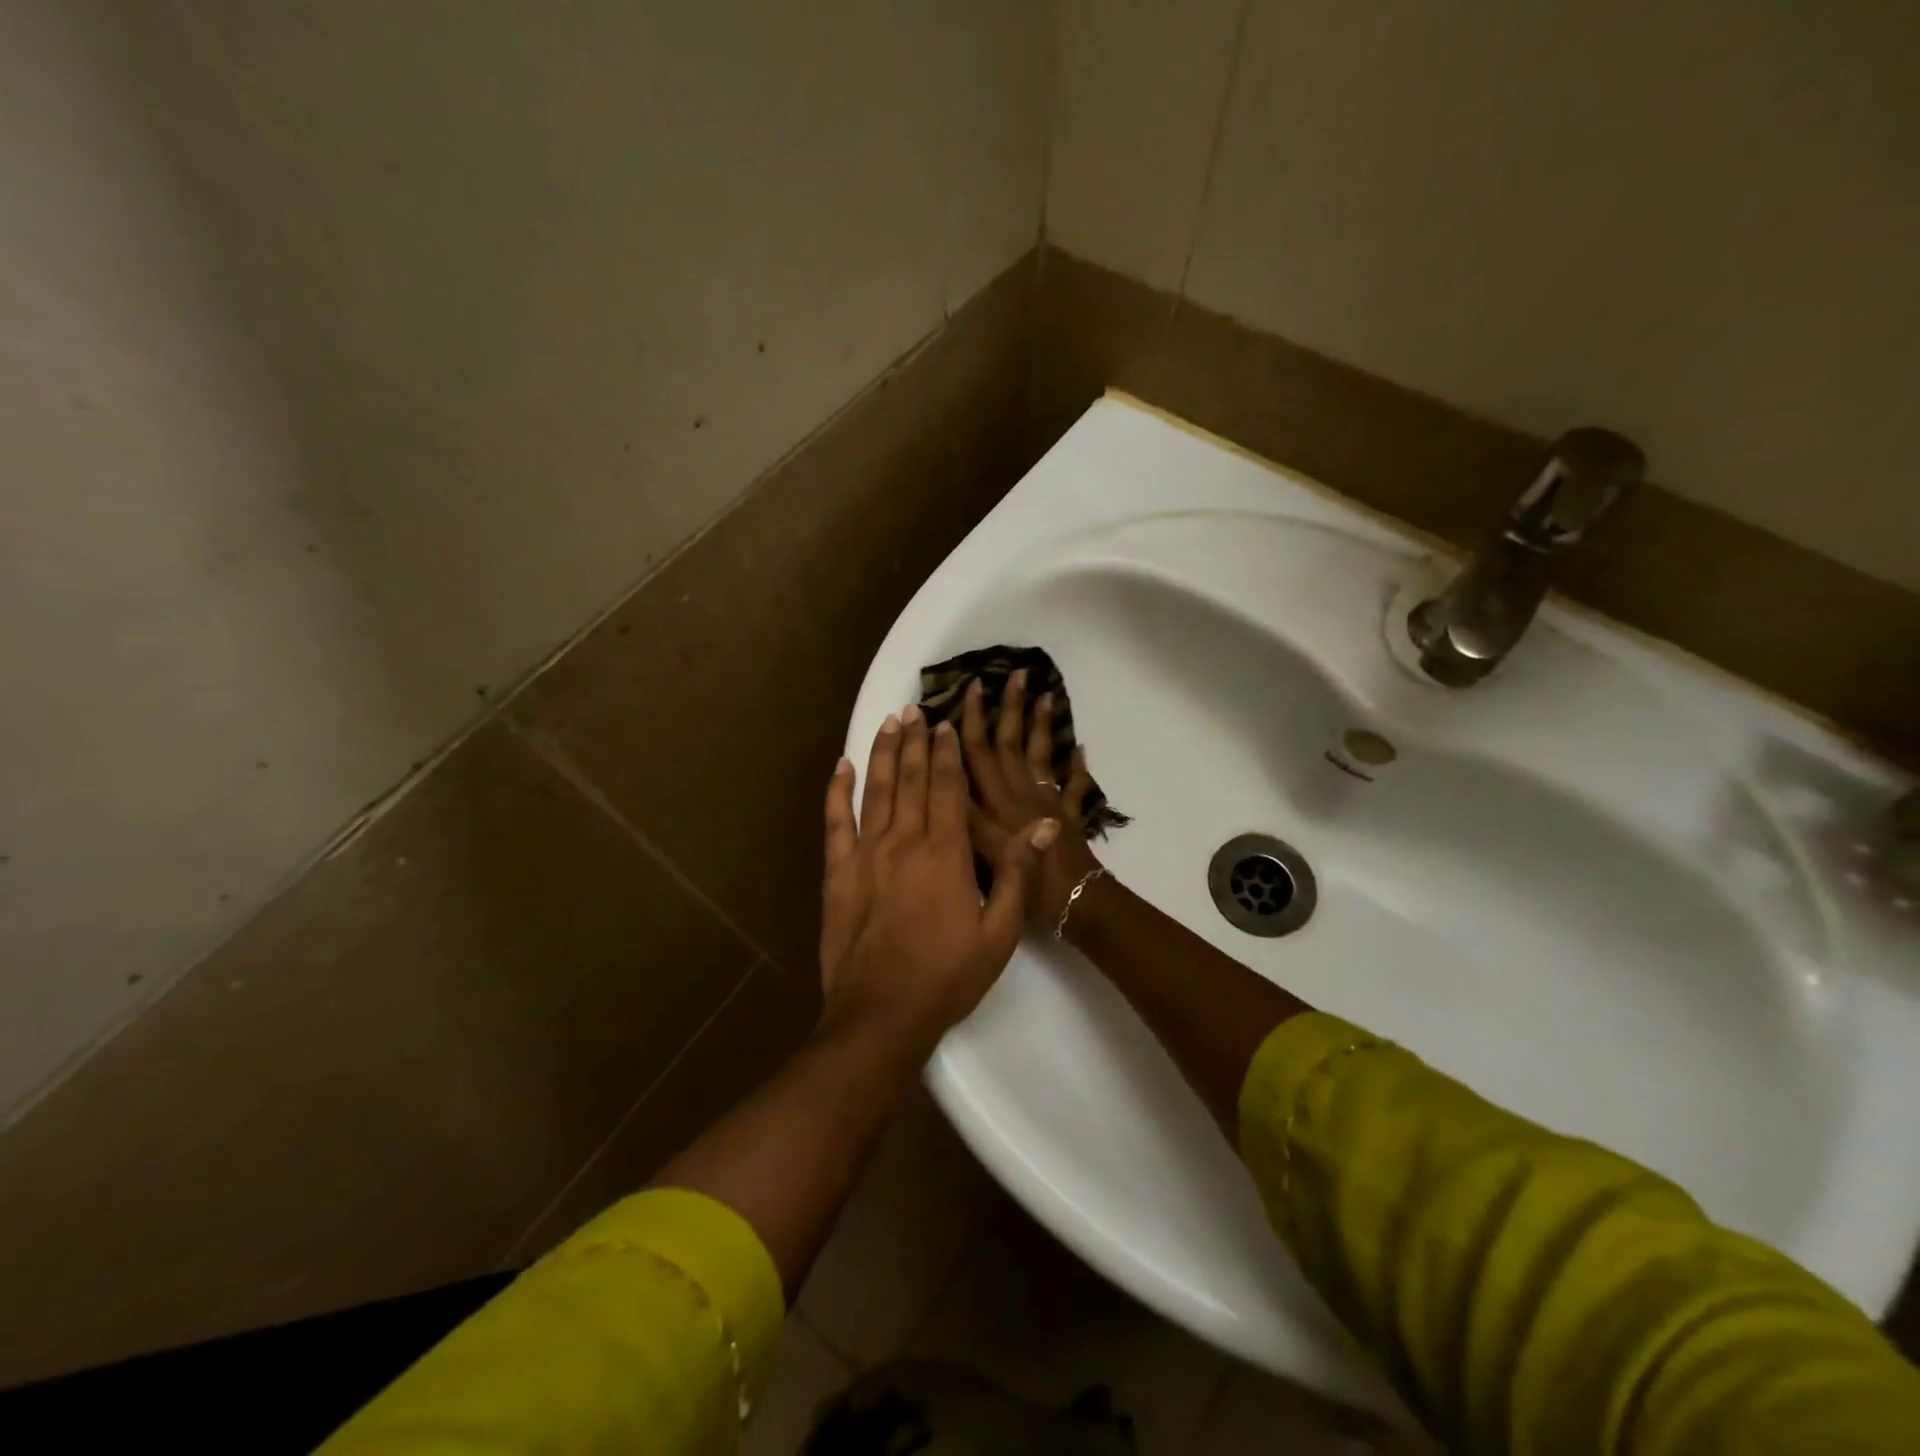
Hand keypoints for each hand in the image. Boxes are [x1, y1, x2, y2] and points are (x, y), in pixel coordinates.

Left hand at [819, 705, 1057, 1050]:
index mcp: (945, 854)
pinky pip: (836, 821)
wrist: (881, 1015)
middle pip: (912, 780)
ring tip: (889, 722)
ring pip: (877, 790)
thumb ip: (1016, 874)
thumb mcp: (998, 933)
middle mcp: (904, 842)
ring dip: (883, 753)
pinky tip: (841, 766)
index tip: (946, 725)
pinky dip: (838, 791)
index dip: (948, 754)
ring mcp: (866, 854)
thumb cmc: (946, 977)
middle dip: (915, 741)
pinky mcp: (838, 872)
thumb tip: (1042, 826)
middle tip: (915, 710)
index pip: (949, 789)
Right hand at [960, 669, 1104, 928]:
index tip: (974, 688)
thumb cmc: (1027, 886)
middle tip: (1016, 674)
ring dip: (1042, 725)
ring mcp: (1047, 802)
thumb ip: (966, 818)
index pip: (980, 754)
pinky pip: (1074, 786)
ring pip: (1042, 755)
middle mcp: (1021, 794)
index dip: (974, 720)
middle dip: (1011, 708)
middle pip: (1012, 744)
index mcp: (997, 802)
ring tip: (1047, 694)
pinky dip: (1078, 767)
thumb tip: (947, 779)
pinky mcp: (1069, 816)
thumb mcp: (985, 855)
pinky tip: (1081, 748)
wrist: (1076, 903)